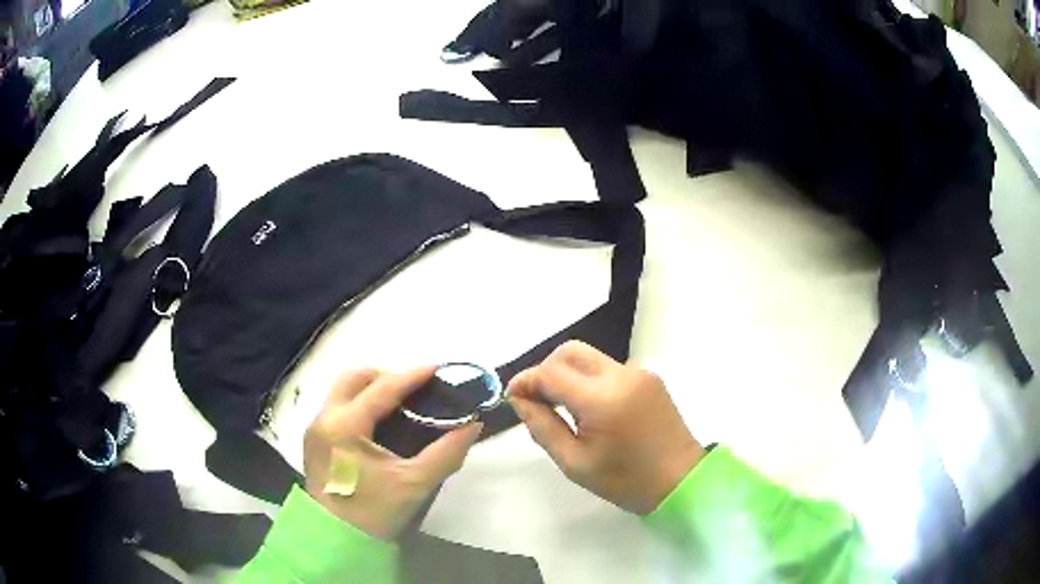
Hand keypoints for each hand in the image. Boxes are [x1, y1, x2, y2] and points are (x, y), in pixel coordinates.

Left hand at [303, 367, 482, 539]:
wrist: (335, 539)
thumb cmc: (373, 512)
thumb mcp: (414, 484)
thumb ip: (446, 453)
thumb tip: (472, 425)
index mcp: (346, 426)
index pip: (382, 388)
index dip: (412, 375)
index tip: (437, 368)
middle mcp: (325, 418)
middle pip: (353, 377)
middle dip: (385, 374)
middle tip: (414, 387)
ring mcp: (315, 428)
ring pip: (341, 389)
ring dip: (369, 387)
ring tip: (399, 401)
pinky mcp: (314, 440)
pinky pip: (337, 406)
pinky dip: (358, 402)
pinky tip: (378, 421)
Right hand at [508, 341, 703, 514]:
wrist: (680, 479)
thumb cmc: (626, 480)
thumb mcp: (575, 463)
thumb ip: (542, 427)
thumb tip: (520, 399)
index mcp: (602, 399)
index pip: (551, 372)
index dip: (526, 380)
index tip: (513, 396)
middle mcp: (622, 375)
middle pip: (570, 352)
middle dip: (546, 369)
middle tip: (537, 398)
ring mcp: (639, 372)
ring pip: (590, 357)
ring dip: (569, 374)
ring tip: (563, 407)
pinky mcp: (649, 377)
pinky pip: (609, 368)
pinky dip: (590, 380)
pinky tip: (592, 409)